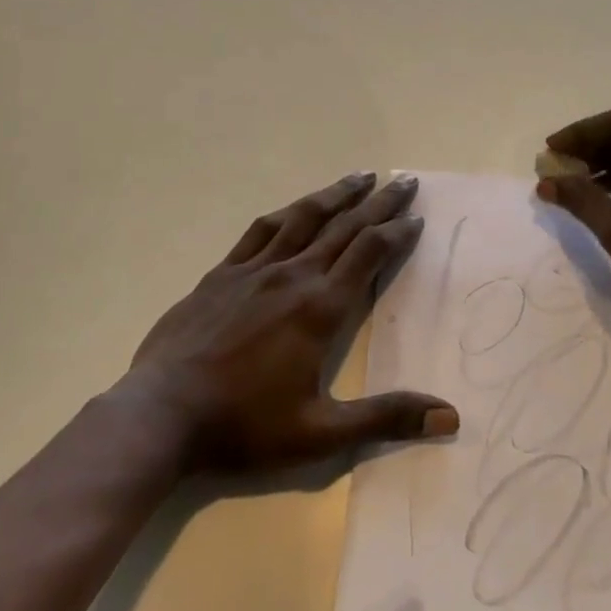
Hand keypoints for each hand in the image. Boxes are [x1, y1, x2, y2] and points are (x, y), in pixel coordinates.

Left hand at [122, 171, 458, 475]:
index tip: (417, 218)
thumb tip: (450, 415)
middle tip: (404, 181)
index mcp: (320, 308)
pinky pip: (260, 232)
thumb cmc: (244, 425)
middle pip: (344, 227)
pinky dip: (286, 214)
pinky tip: (294, 208)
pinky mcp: (221, 274)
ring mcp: (253, 270)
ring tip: (360, 176)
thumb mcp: (321, 434)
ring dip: (336, 195)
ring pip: (303, 219)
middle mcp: (292, 276)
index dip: (396, 233)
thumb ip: (386, 417)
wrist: (161, 415)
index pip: (368, 254)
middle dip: (378, 203)